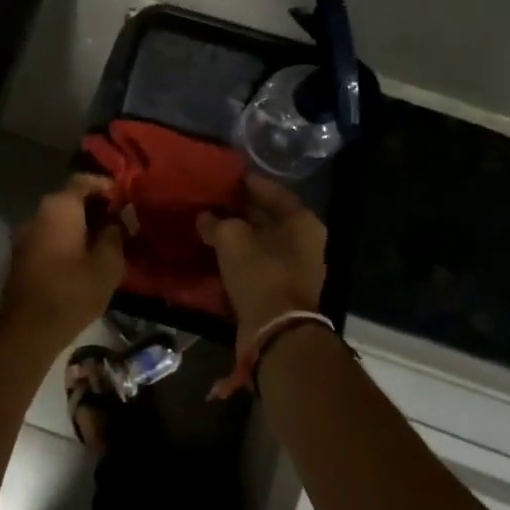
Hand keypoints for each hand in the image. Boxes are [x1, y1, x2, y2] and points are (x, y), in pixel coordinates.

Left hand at [0, 174, 125, 355]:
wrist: (26, 330)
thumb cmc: (72, 292)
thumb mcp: (107, 264)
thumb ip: (115, 234)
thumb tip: (118, 219)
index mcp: (59, 207)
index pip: (84, 181)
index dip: (106, 186)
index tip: (125, 200)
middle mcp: (38, 213)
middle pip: (70, 199)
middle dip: (95, 208)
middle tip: (119, 223)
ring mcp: (25, 235)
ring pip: (58, 220)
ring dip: (80, 226)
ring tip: (104, 243)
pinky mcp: (20, 256)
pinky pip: (48, 237)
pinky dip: (66, 241)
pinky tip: (83, 259)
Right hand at [197, 174, 326, 338]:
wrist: (276, 331)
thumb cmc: (261, 272)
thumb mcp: (232, 238)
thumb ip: (216, 222)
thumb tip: (204, 217)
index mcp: (302, 220)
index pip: (271, 190)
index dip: (245, 183)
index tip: (222, 178)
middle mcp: (305, 241)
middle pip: (268, 216)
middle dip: (241, 210)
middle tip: (212, 201)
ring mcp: (296, 267)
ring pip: (262, 242)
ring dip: (239, 235)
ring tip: (210, 225)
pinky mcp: (282, 290)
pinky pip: (258, 264)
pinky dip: (240, 257)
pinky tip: (217, 252)